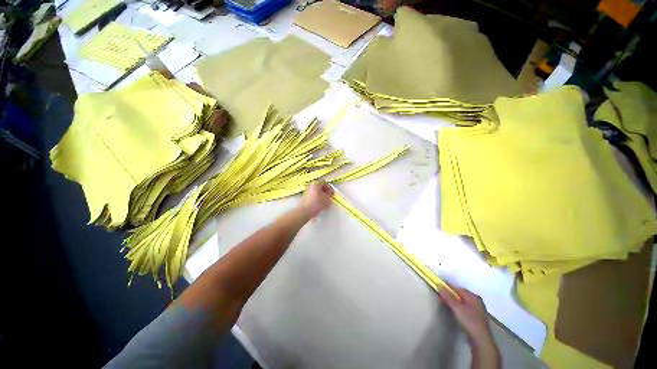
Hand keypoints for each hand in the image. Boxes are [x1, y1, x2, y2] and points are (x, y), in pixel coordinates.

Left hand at [298, 181, 333, 219]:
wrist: (304, 211)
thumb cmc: (316, 203)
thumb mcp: (326, 198)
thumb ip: (330, 193)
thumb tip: (331, 191)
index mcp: (315, 184)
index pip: (324, 181)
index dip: (328, 187)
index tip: (331, 192)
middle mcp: (310, 186)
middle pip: (320, 187)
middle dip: (325, 192)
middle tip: (328, 197)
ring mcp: (307, 192)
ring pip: (317, 192)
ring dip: (322, 196)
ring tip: (325, 203)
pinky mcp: (305, 198)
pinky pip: (313, 197)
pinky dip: (317, 200)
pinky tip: (320, 206)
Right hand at [439, 287, 492, 345]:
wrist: (481, 339)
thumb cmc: (469, 320)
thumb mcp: (456, 307)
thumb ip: (447, 296)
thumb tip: (439, 285)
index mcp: (473, 296)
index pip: (458, 288)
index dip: (448, 288)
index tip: (439, 289)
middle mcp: (477, 301)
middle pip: (460, 295)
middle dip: (450, 296)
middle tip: (441, 299)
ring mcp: (478, 310)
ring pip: (463, 302)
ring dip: (454, 303)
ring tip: (446, 305)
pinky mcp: (477, 318)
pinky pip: (465, 308)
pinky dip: (459, 308)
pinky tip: (455, 313)